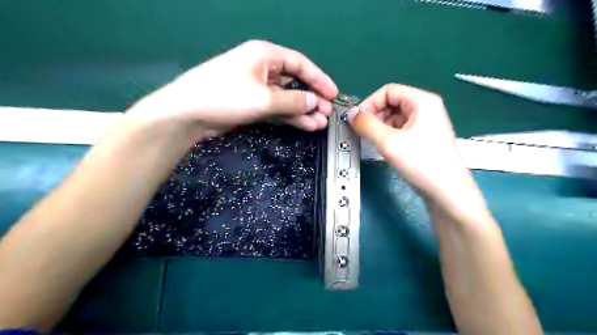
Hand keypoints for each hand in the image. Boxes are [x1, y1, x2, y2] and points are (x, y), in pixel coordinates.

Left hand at [126, 39, 334, 142]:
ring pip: (287, 98)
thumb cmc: (225, 97)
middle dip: (312, 98)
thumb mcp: (263, 98)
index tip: (333, 94)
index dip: (319, 79)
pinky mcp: (252, 104)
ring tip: (320, 123)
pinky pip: (277, 108)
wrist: (188, 114)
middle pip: (295, 82)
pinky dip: (290, 116)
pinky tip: (305, 125)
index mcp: (266, 55)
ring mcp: (257, 88)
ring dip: (303, 110)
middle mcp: (263, 68)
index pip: (300, 65)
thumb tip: (314, 102)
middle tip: (327, 113)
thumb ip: (292, 100)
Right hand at [351, 84, 478, 206]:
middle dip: (374, 115)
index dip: (370, 103)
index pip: (388, 91)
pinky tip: (384, 147)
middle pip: (392, 102)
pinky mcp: (424, 137)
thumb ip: (367, 125)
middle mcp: (426, 107)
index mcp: (422, 101)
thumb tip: (350, 114)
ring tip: (373, 142)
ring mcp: (426, 123)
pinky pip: (401, 128)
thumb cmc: (420, 162)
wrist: (447, 192)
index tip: (357, 121)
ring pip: (395, 117)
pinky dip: (388, 134)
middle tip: (363, 133)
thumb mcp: (389, 142)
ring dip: (380, 126)